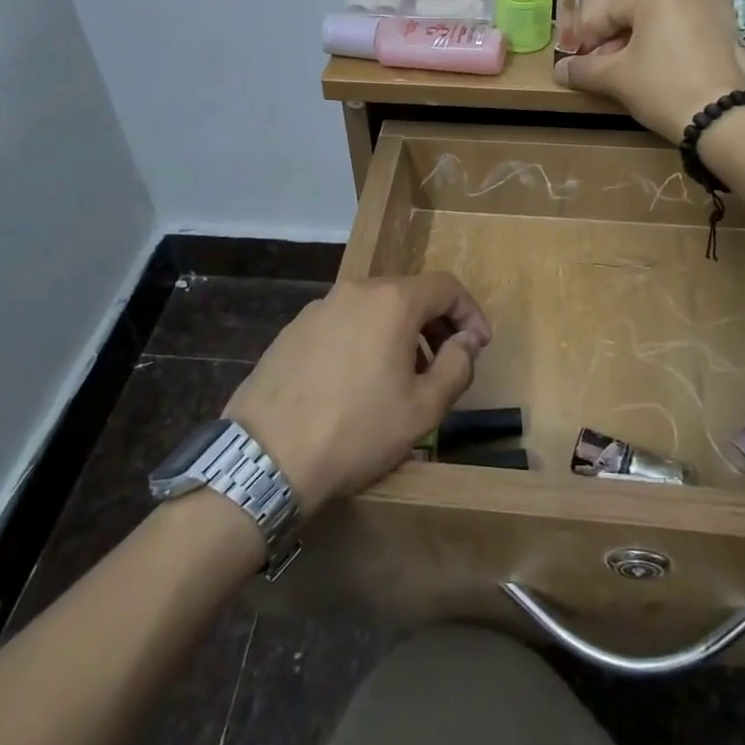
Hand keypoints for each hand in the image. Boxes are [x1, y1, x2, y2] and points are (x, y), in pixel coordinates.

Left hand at [224, 274, 490, 518]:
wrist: (265, 457)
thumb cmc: (356, 431)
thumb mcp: (422, 409)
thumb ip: (457, 367)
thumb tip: (466, 341)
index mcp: (391, 301)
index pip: (445, 286)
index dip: (470, 313)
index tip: (479, 346)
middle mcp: (356, 290)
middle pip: (409, 293)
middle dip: (435, 324)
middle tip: (446, 364)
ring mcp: (320, 307)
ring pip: (374, 308)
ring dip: (399, 333)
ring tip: (402, 378)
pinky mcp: (294, 329)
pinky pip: (344, 323)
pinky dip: (365, 339)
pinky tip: (359, 382)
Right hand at [551, 0, 743, 142]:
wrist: (719, 118)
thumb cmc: (661, 88)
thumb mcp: (615, 78)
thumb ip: (583, 69)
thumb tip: (559, 70)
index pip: (606, 7)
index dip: (584, 34)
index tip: (573, 59)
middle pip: (631, 13)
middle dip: (607, 41)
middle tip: (594, 69)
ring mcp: (704, 15)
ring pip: (654, 25)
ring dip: (630, 46)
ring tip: (618, 75)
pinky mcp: (718, 36)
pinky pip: (676, 35)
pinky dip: (656, 50)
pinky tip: (648, 74)